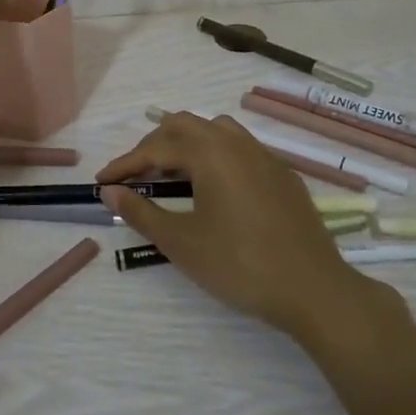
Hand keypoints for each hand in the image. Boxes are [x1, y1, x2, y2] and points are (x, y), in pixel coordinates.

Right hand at [96, 111, 392, 339]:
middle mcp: (237, 143)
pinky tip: (215, 189)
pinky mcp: (283, 175)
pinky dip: (216, 156)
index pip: (156, 148)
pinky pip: (241, 149)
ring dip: (188, 144)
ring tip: (173, 176)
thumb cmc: (239, 265)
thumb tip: (110, 192)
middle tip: (136, 176)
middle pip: (185, 126)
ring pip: (217, 131)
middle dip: (154, 146)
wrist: (313, 289)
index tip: (102, 182)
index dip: (125, 164)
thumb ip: (142, 212)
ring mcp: (265, 156)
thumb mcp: (181, 242)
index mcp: (210, 153)